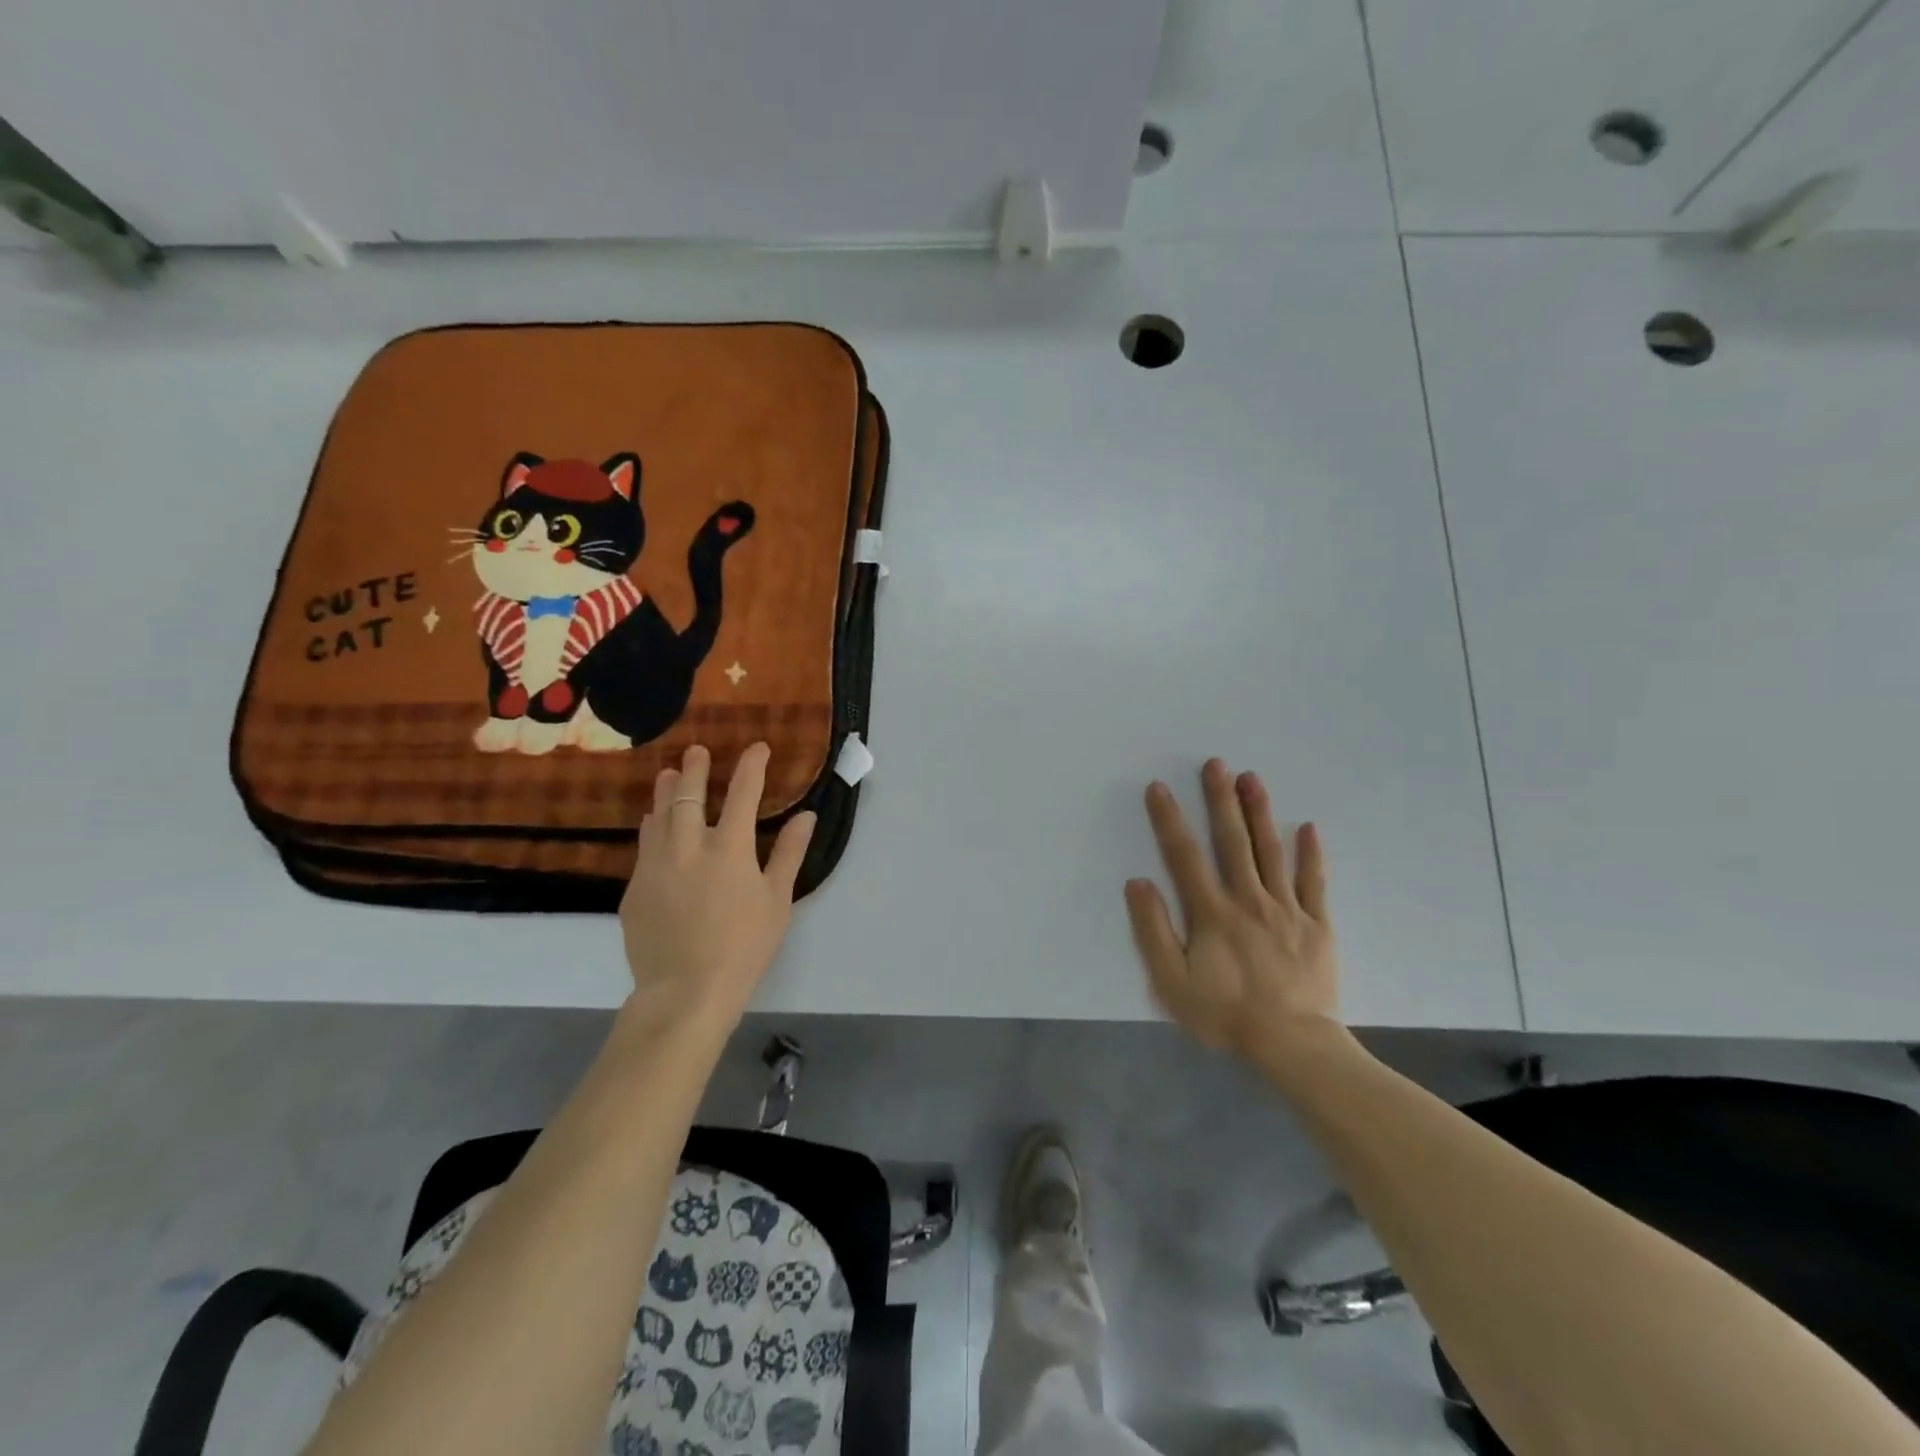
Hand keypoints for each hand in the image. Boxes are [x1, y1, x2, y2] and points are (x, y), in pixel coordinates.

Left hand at [618, 742, 814, 1031]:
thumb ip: (788, 853)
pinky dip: (652, 827)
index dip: (751, 766)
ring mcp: (656, 866)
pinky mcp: (635, 888)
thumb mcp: (777, 901)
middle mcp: (688, 846)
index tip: (757, 747)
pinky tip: (653, 824)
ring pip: (658, 816)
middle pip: (689, 795)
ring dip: (666, 792)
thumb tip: (806, 816)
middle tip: (697, 751)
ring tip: (668, 775)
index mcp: (730, 848)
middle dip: (695, 769)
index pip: (742, 793)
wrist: (685, 991)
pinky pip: (644, 846)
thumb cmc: (744, 947)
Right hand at [1125, 759, 1342, 1063]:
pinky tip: (1307, 827)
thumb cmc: (1225, 1015)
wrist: (1293, 1045)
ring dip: (1260, 813)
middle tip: (1216, 763)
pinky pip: (1314, 883)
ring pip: (1272, 852)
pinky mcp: (1316, 925)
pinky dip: (1311, 855)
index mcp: (1212, 912)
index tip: (1159, 788)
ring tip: (1253, 778)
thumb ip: (1153, 931)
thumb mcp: (1172, 982)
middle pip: (1232, 841)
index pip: (1185, 856)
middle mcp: (1248, 899)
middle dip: (1221, 800)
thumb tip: (1138, 883)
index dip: (1169, 820)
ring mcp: (1287, 910)